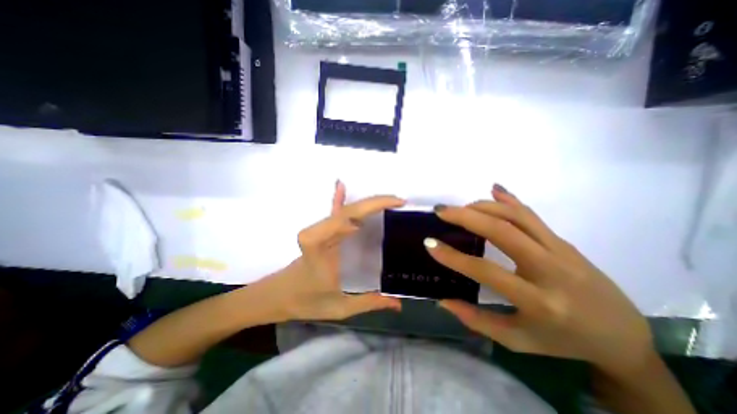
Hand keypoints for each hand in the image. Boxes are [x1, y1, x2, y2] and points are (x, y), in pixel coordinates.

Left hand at [267, 181, 405, 322]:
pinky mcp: (321, 231)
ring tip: (390, 200)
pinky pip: (332, 212)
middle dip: (375, 202)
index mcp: (319, 246)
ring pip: (345, 210)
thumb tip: (398, 303)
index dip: (367, 209)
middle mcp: (318, 232)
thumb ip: (369, 302)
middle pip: (349, 211)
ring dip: (368, 203)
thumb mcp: (340, 307)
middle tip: (398, 201)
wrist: (278, 295)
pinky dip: (338, 198)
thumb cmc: (306, 301)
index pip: (343, 220)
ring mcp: (320, 229)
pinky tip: (341, 185)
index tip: (391, 209)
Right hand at [431, 184, 651, 377]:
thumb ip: (476, 320)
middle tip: (441, 211)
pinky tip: (494, 189)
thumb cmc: (563, 342)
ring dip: (484, 206)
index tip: (430, 243)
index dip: (454, 257)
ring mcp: (561, 250)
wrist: (623, 337)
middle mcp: (551, 270)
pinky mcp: (563, 241)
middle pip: (503, 231)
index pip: (487, 271)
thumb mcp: (517, 340)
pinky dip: (510, 199)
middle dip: (466, 217)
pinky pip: (532, 215)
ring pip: (517, 216)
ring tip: (460, 207)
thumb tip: (443, 301)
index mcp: (539, 302)